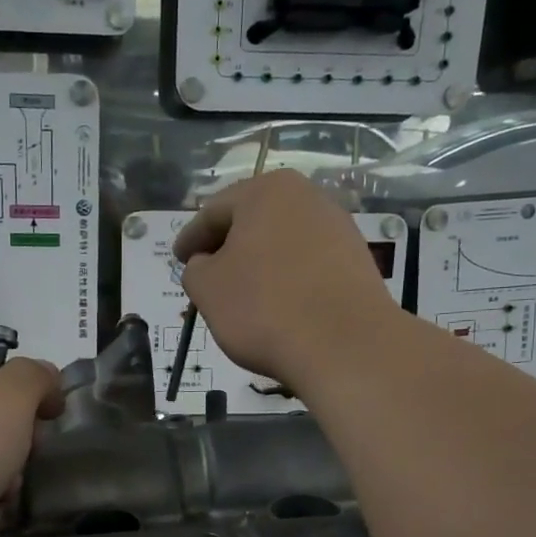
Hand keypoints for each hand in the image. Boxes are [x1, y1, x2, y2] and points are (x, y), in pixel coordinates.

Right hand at [174, 171, 400, 390]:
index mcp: (266, 191)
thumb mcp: (207, 289)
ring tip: (242, 293)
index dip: (190, 238)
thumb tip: (206, 264)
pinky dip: (286, 278)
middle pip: (252, 221)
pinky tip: (277, 304)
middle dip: (227, 247)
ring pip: (282, 242)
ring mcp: (338, 227)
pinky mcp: (357, 261)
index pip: (213, 212)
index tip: (178, 260)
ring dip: (259, 263)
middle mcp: (307, 197)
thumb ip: (195, 269)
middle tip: (207, 275)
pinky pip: (308, 264)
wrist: (344, 345)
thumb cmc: (264, 308)